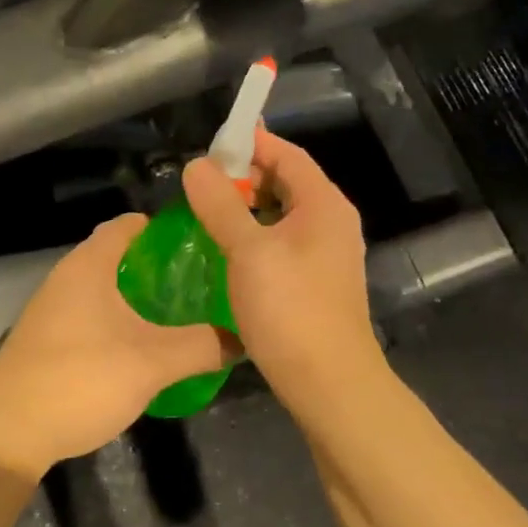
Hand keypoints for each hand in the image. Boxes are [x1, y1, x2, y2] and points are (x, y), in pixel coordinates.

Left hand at [0, 214, 237, 477]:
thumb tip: (242, 338)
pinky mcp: (47, 338)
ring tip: (182, 314)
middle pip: (118, 255)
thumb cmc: (80, 379)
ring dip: (139, 297)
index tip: (203, 244)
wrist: (7, 432)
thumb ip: (201, 347)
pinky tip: (144, 346)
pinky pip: (92, 314)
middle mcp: (67, 276)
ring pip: (105, 288)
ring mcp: (53, 308)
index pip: (129, 224)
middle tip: (202, 283)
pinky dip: (119, 319)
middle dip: (159, 266)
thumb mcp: (152, 363)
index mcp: (89, 265)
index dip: (165, 229)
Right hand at [182, 128, 381, 396]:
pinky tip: (227, 251)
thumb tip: (196, 166)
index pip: (287, 153)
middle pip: (286, 181)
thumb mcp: (247, 251)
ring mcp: (327, 253)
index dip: (250, 142)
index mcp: (323, 204)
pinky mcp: (316, 281)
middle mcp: (331, 222)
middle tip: (201, 185)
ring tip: (207, 214)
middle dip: (244, 176)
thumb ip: (221, 204)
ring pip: (282, 214)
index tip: (210, 145)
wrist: (329, 384)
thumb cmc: (290, 309)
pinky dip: (255, 235)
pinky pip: (282, 242)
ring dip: (246, 208)